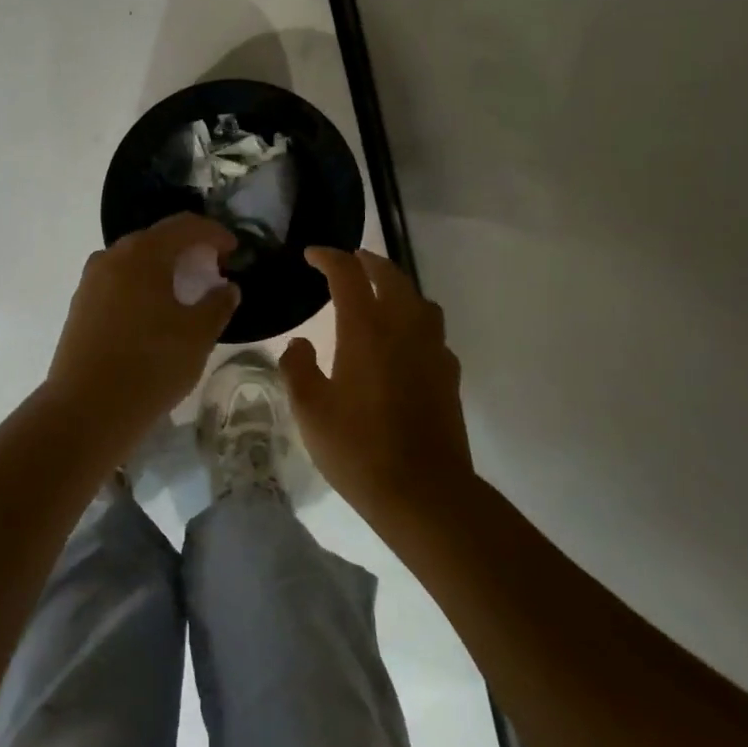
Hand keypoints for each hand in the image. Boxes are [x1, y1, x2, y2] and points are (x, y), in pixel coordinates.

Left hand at [45, 214, 240, 444]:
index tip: (234, 250)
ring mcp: (90, 282)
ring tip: (185, 292)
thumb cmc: (150, 365)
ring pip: (134, 261)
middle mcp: (111, 257)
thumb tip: (227, 288)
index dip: (214, 233)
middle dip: (188, 249)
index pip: (184, 226)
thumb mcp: (197, 335)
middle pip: (156, 239)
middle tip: (212, 270)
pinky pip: (118, 282)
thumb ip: (217, 304)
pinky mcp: (80, 306)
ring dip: (163, 268)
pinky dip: (142, 285)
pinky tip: (155, 312)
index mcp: (142, 254)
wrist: (87, 409)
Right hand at [280, 249, 474, 519]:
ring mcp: (433, 350)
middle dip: (367, 262)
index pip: (348, 275)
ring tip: (377, 296)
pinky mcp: (448, 373)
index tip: (312, 255)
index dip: (329, 257)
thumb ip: (298, 368)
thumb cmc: (357, 448)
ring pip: (419, 299)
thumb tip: (299, 344)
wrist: (423, 491)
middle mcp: (404, 328)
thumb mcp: (310, 410)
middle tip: (348, 262)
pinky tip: (402, 343)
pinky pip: (432, 330)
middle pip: (391, 276)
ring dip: (396, 287)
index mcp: (366, 330)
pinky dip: (414, 320)